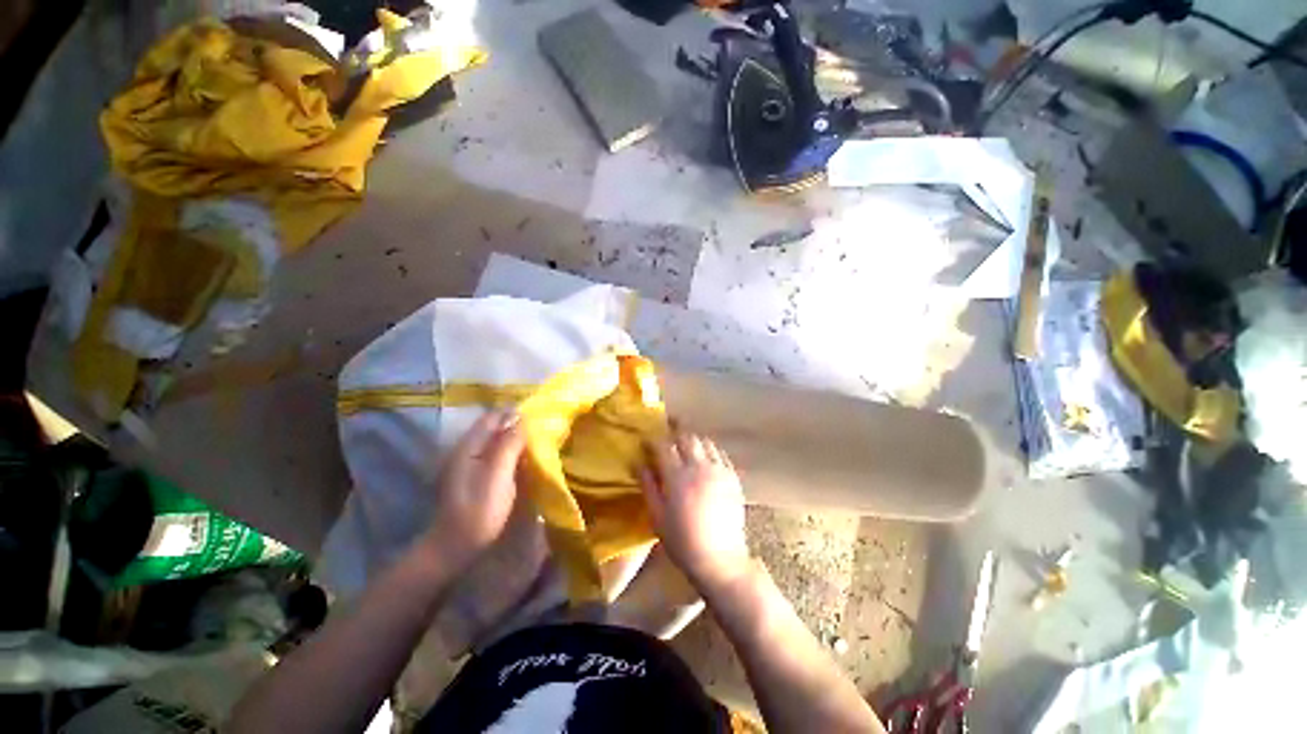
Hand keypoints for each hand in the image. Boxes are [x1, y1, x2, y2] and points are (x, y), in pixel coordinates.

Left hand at [419, 408, 525, 570]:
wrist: (454, 547)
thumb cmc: (478, 512)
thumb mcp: (497, 477)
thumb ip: (509, 446)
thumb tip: (523, 419)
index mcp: (469, 447)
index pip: (493, 417)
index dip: (515, 412)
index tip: (540, 411)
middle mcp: (467, 450)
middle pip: (494, 427)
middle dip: (517, 422)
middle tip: (543, 424)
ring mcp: (470, 464)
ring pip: (496, 440)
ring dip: (515, 436)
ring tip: (539, 437)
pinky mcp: (476, 476)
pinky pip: (496, 454)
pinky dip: (511, 450)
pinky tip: (525, 457)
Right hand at [640, 430, 751, 590]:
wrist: (720, 559)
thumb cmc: (682, 541)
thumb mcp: (657, 516)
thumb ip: (648, 486)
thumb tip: (639, 463)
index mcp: (677, 476)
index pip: (663, 446)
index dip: (653, 439)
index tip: (646, 438)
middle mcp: (699, 467)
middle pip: (687, 437)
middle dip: (676, 427)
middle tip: (669, 423)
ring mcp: (719, 470)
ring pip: (705, 441)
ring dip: (693, 436)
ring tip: (686, 438)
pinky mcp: (733, 478)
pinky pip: (721, 453)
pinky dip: (710, 448)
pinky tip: (706, 453)